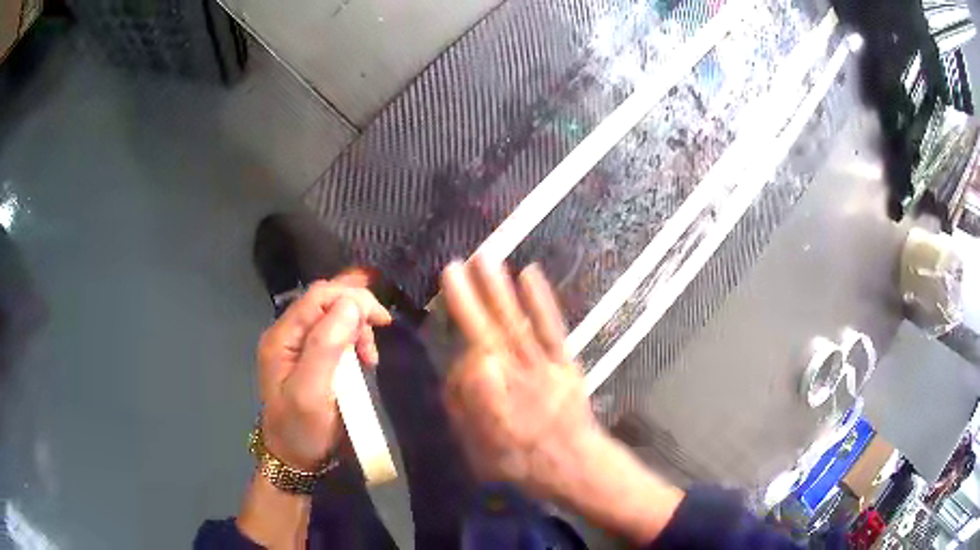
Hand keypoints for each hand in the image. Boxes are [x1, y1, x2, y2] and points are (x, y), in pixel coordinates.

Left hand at [256, 276, 391, 469]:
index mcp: (282, 337)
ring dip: (357, 328)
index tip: (382, 319)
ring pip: (332, 316)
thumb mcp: (312, 392)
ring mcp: (296, 346)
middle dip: (356, 311)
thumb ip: (327, 346)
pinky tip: (362, 359)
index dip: (352, 298)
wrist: (294, 459)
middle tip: (380, 334)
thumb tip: (352, 304)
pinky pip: (334, 335)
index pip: (318, 297)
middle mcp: (287, 334)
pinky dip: (354, 341)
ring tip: (370, 357)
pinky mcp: (308, 358)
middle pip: (325, 302)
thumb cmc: (302, 429)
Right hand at [441, 256, 683, 543]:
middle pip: (485, 333)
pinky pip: (551, 329)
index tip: (459, 373)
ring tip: (484, 259)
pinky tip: (529, 274)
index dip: (458, 363)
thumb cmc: (524, 463)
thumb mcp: (481, 452)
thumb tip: (458, 370)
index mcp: (488, 401)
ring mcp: (540, 366)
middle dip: (467, 301)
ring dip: (498, 291)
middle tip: (451, 267)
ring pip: (514, 325)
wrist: (573, 465)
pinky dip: (540, 301)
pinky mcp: (563, 361)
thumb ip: (465, 412)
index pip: (465, 366)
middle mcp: (512, 378)